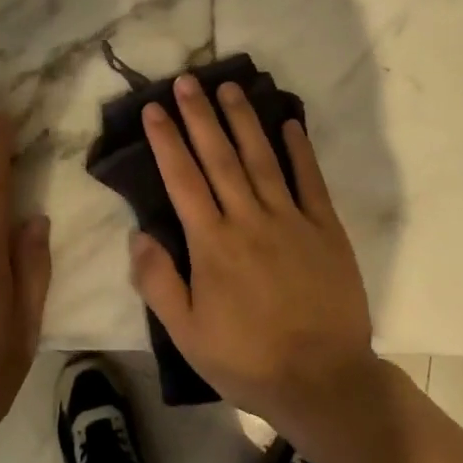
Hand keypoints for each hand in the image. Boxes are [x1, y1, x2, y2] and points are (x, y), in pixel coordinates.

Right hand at [129, 75, 379, 438]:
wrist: (324, 382)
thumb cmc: (248, 360)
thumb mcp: (187, 334)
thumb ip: (158, 282)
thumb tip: (137, 234)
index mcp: (212, 243)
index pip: (182, 179)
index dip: (166, 140)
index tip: (154, 108)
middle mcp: (249, 219)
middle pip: (219, 157)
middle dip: (200, 115)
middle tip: (188, 80)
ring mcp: (290, 219)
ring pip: (261, 158)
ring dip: (243, 120)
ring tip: (229, 87)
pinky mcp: (325, 228)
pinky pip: (310, 180)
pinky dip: (300, 150)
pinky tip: (289, 123)